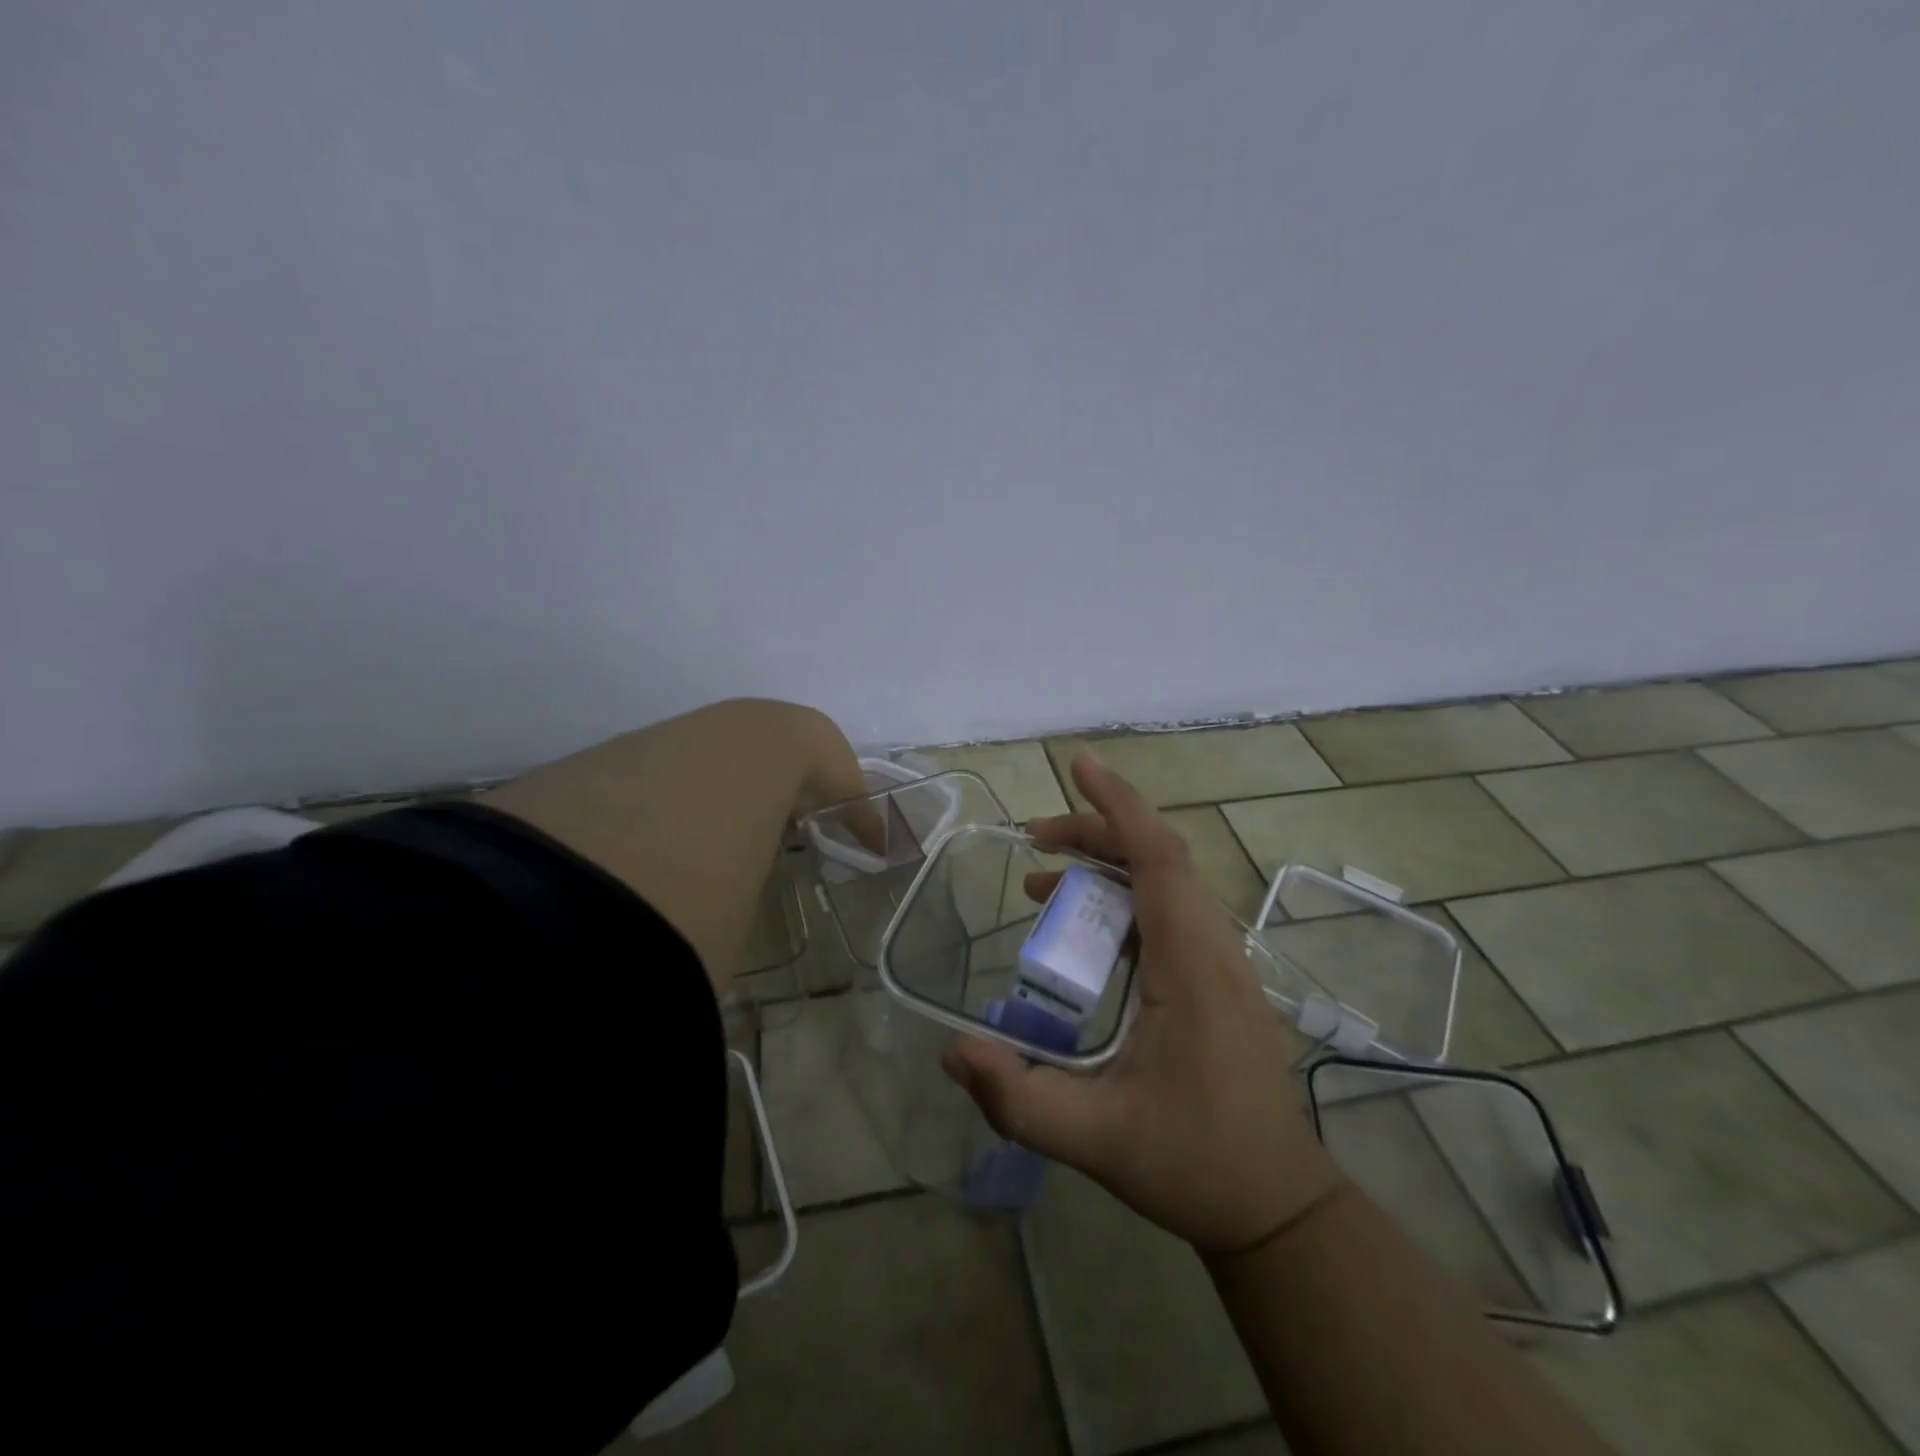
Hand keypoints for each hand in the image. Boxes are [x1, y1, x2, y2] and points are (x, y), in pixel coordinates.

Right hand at [942, 751, 1345, 1254]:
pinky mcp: (1219, 980)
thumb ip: (1019, 1098)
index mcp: (1190, 966)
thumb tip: (953, 1050)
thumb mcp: (1096, 1140)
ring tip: (1042, 886)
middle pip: (1160, 857)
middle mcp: (1213, 948)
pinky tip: (1086, 934)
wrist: (1279, 1206)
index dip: (1118, 804)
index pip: (1158, 857)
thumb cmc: (1194, 1165)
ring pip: (1168, 882)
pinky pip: (1172, 912)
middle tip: (1032, 839)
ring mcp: (1222, 963)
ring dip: (1108, 866)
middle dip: (1095, 832)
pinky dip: (1125, 898)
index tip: (1078, 764)